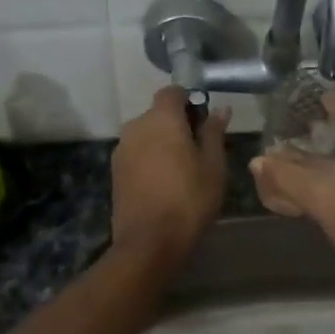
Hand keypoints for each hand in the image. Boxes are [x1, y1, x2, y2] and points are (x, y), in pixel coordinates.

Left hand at [110, 87, 228, 267]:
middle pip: (158, 114)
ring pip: (146, 135)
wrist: (149, 242)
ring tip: (182, 170)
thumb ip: (214, 133)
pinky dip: (150, 160)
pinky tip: (164, 183)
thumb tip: (220, 109)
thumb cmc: (189, 200)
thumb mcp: (213, 166)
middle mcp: (136, 126)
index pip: (172, 92)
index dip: (189, 100)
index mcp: (161, 119)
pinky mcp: (115, 171)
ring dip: (162, 143)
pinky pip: (137, 154)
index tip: (204, 120)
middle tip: (199, 149)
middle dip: (177, 124)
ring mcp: (121, 149)